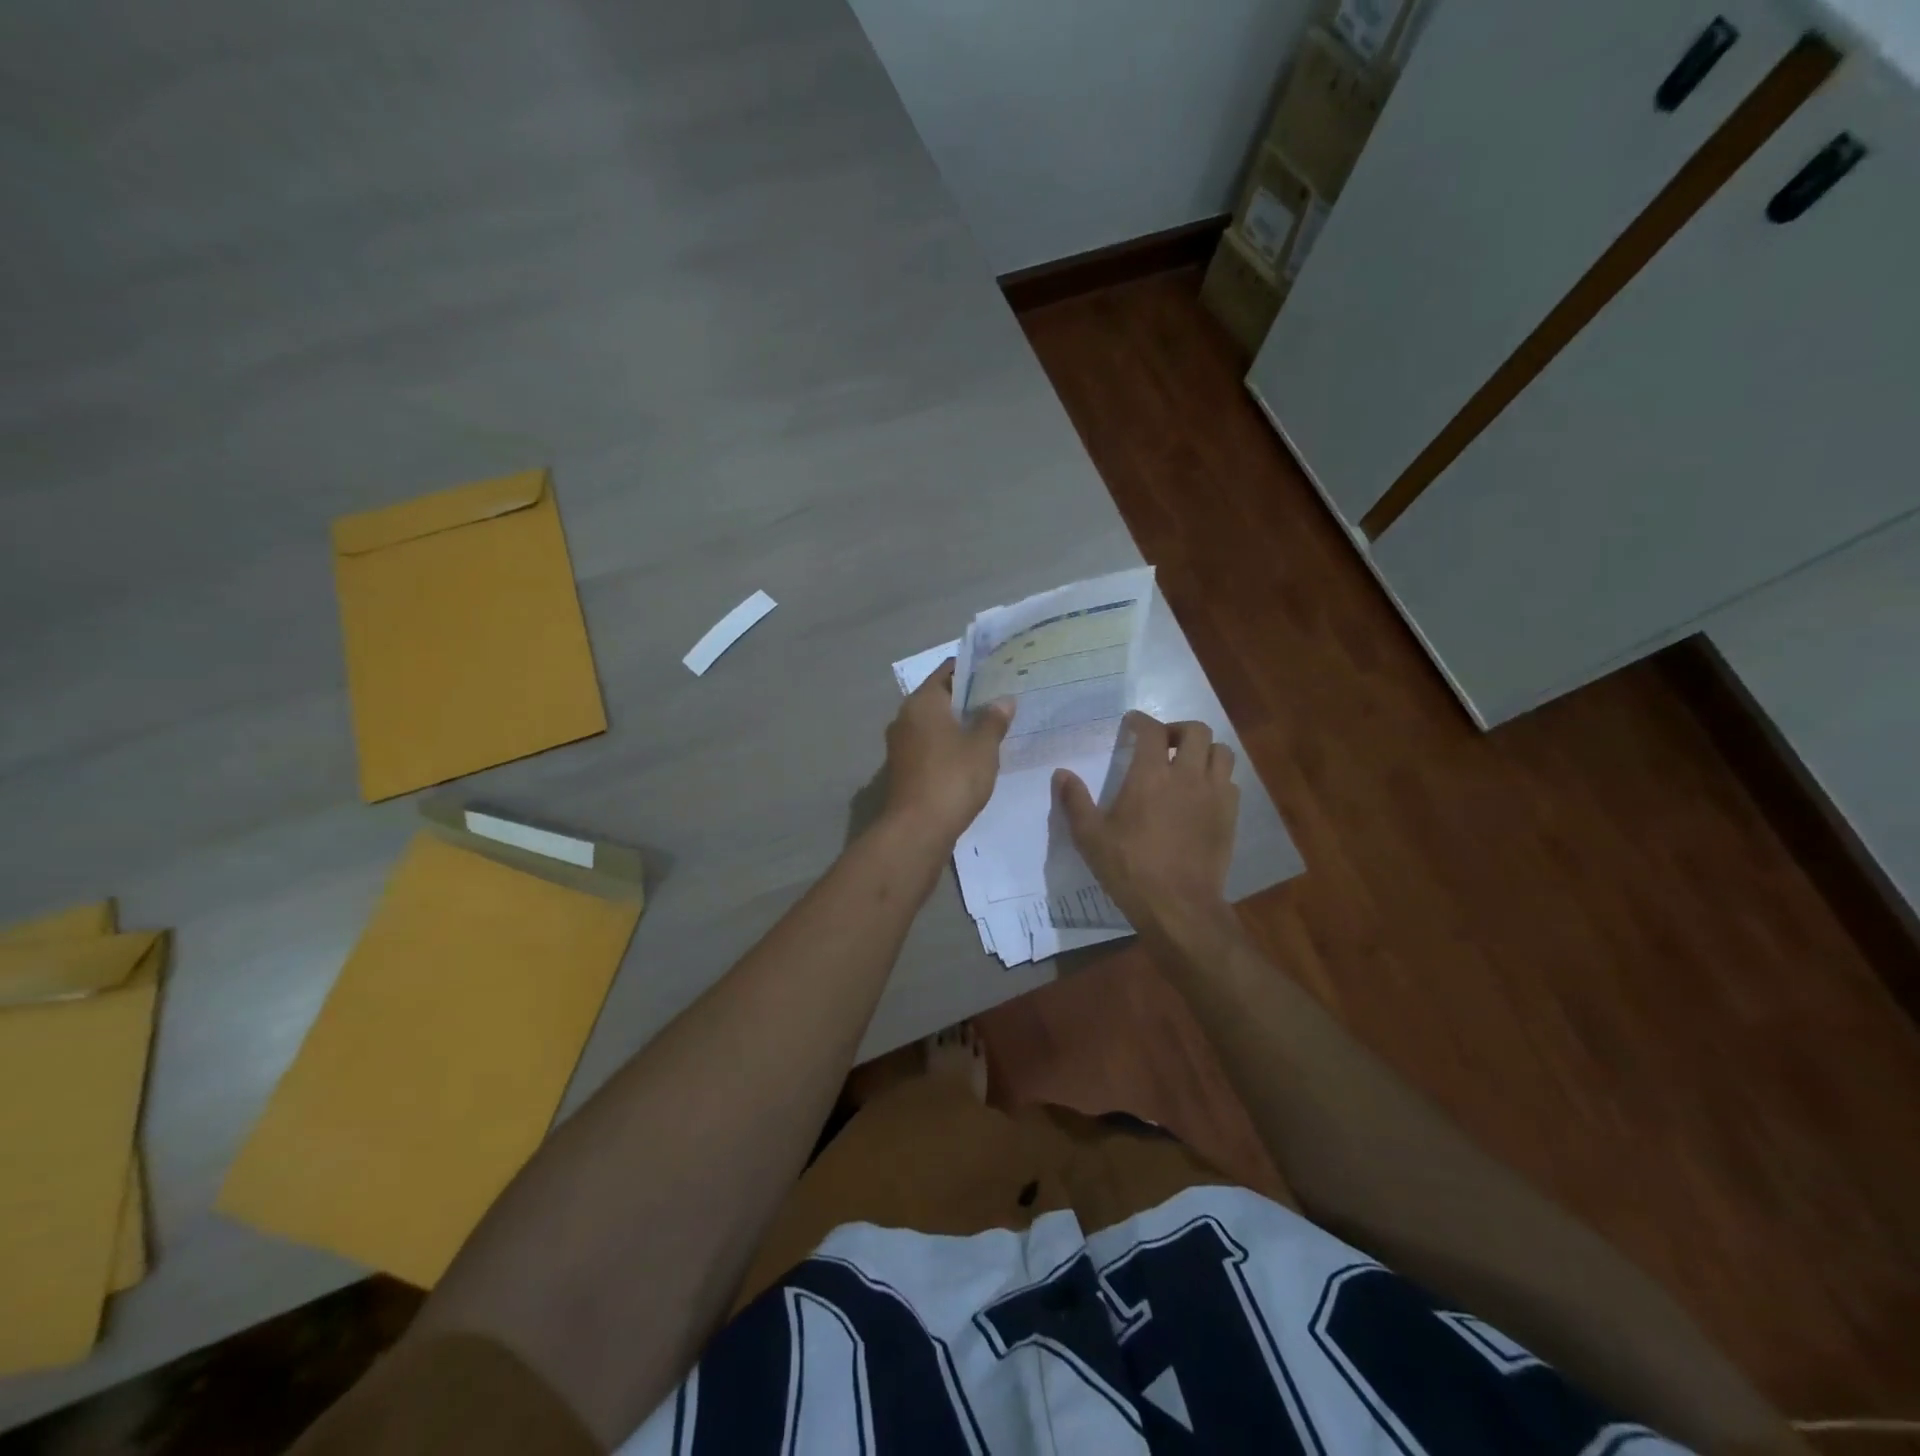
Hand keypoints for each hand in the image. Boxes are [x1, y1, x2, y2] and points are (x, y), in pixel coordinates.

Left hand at [882, 661, 1013, 843]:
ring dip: (959, 725)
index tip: (998, 671)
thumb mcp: (982, 747)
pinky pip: (930, 747)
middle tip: (1001, 700)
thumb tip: (1003, 700)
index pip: (947, 671)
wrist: (917, 829)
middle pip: (940, 697)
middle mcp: (905, 718)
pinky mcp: (904, 769)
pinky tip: (972, 756)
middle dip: (969, 699)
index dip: (973, 670)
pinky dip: (949, 746)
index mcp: (922, 702)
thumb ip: (993, 719)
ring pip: (935, 724)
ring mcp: (901, 745)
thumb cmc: (952, 778)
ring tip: (992, 727)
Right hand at [1054, 711, 1238, 943]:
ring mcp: (1214, 795)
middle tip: (1161, 743)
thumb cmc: (1130, 869)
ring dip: (1203, 749)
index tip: (1131, 723)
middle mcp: (1187, 776)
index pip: (1151, 730)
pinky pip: (1230, 782)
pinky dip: (1217, 777)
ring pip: (1221, 751)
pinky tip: (1202, 793)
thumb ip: (1075, 801)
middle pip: (1196, 731)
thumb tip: (1061, 774)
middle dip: (1177, 729)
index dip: (1141, 720)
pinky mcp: (1230, 816)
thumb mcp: (1090, 838)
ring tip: (1187, 763)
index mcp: (1151, 776)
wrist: (1178, 906)